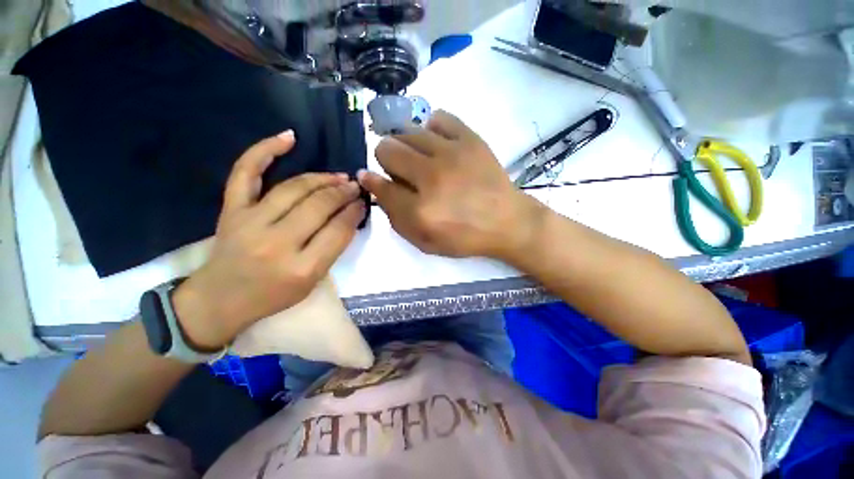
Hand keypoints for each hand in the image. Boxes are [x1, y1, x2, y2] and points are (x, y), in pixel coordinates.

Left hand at [173, 131, 365, 349]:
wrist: (220, 300)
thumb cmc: (273, 296)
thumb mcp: (313, 281)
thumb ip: (332, 249)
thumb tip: (349, 216)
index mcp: (302, 268)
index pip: (339, 230)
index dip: (355, 212)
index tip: (363, 202)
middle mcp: (277, 243)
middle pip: (319, 206)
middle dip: (343, 193)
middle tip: (355, 186)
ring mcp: (250, 222)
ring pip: (294, 188)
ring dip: (322, 178)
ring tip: (339, 176)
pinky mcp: (231, 210)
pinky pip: (246, 173)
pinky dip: (265, 151)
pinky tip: (288, 138)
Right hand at [358, 110, 546, 259]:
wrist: (507, 221)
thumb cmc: (464, 237)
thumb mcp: (424, 241)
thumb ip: (395, 217)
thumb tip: (374, 183)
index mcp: (421, 210)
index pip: (380, 185)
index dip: (371, 181)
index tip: (371, 178)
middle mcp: (432, 177)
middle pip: (387, 149)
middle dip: (387, 160)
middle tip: (403, 172)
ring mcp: (453, 154)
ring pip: (407, 131)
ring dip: (406, 146)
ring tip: (421, 159)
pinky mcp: (471, 139)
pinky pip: (438, 118)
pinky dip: (431, 130)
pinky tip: (438, 145)